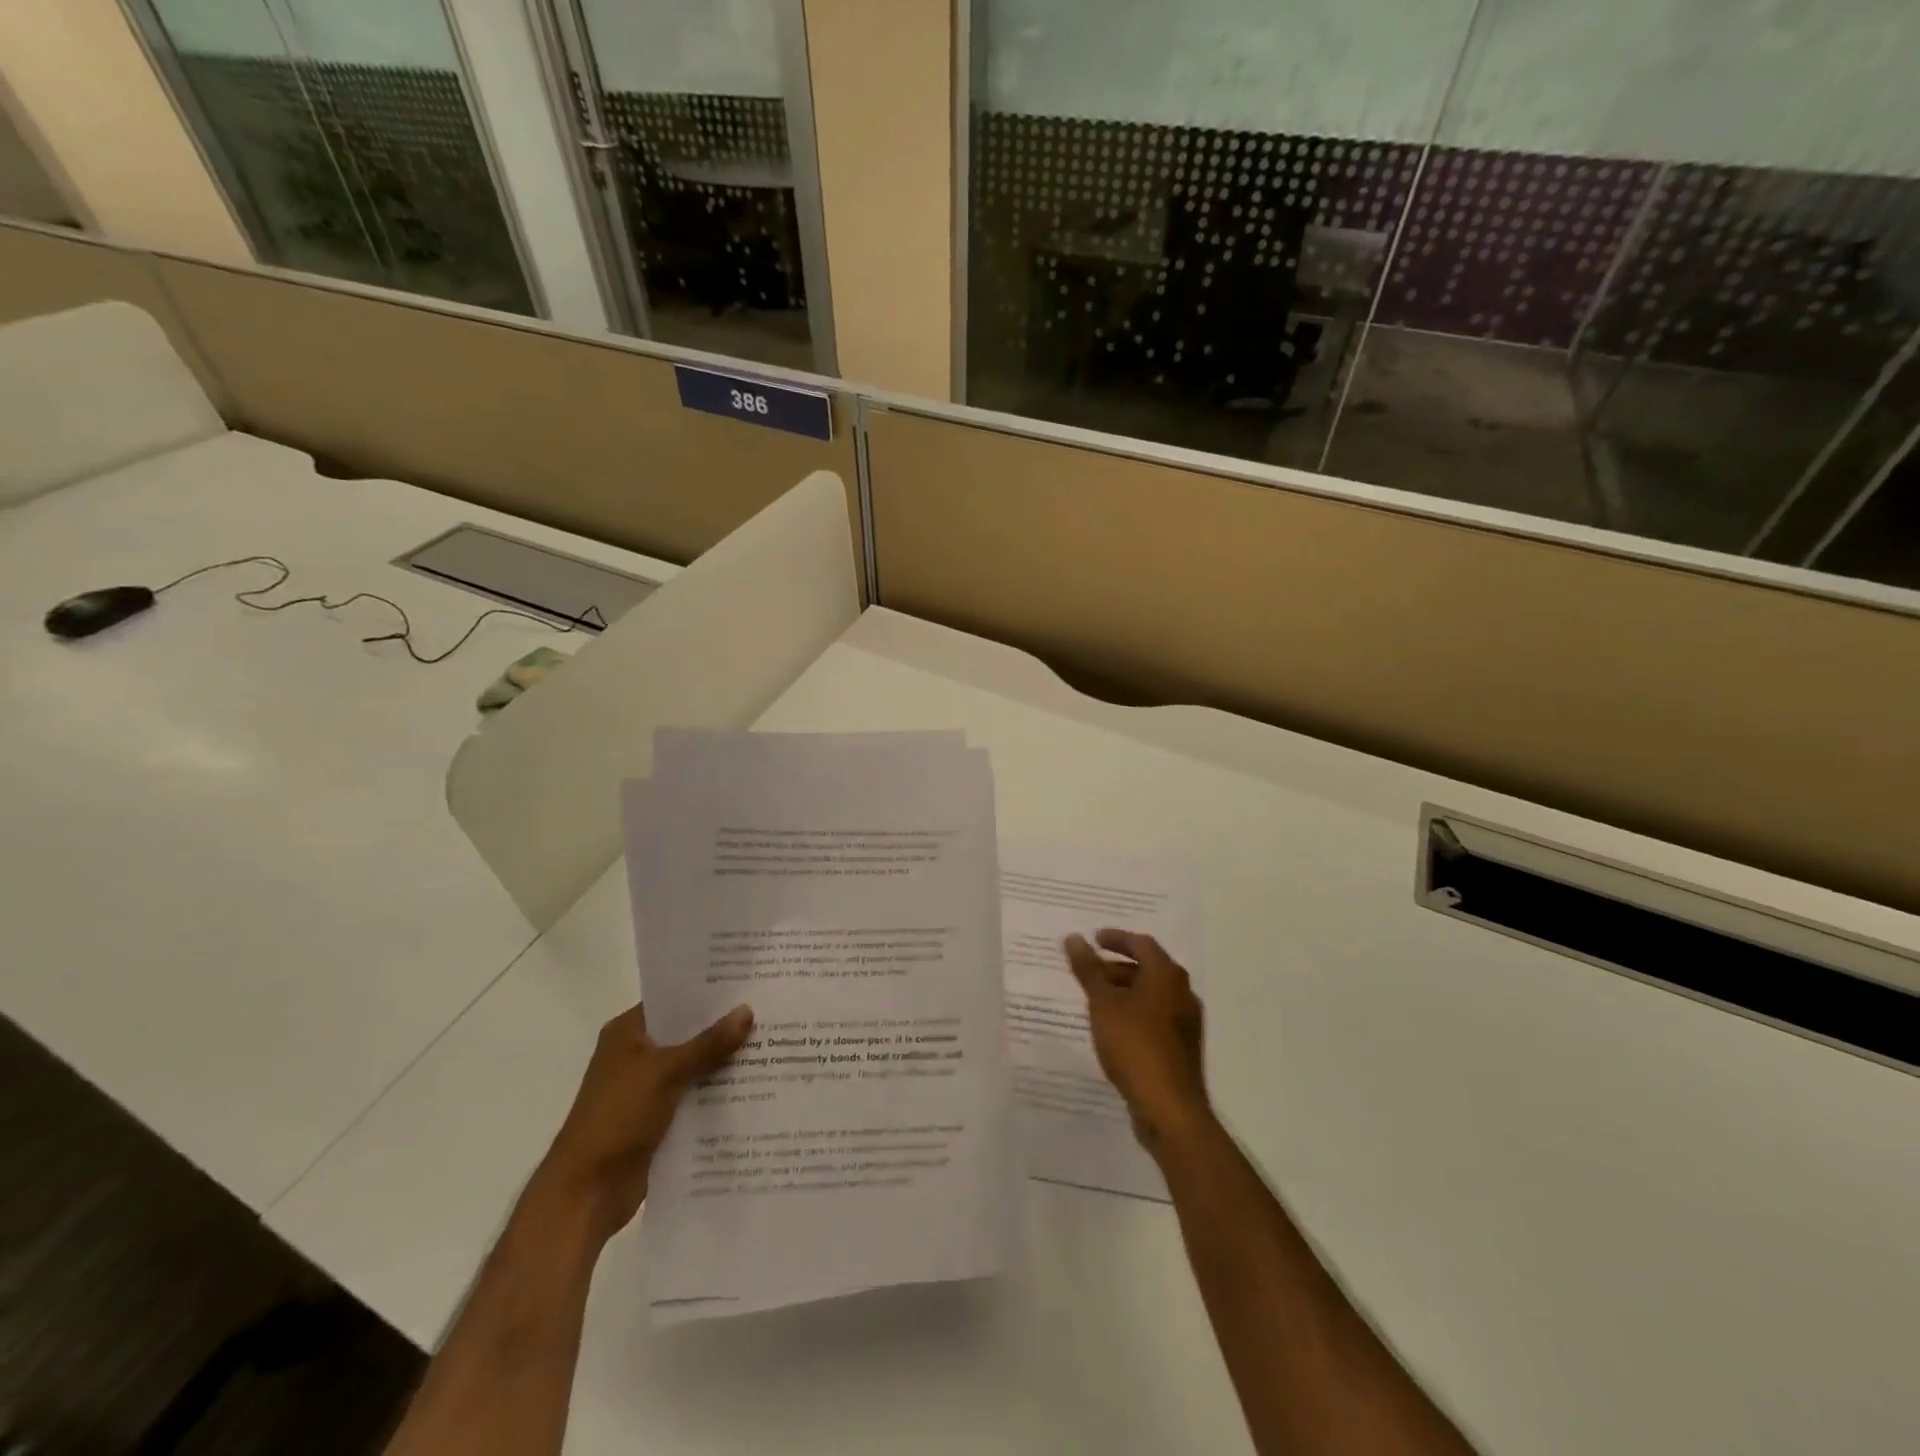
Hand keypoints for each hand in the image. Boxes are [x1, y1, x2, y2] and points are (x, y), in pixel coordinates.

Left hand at [536, 1000, 752, 1238]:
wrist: (586, 1192)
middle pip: (687, 1032)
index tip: (747, 982)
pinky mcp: (659, 1118)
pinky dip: (717, 1092)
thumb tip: (747, 1010)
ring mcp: (647, 1088)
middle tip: (768, 1010)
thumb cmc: (617, 1118)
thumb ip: (708, 1043)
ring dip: (724, 1061)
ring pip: (694, 1065)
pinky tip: (754, 1085)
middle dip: (723, 1027)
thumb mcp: (665, 1072)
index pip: (673, 1000)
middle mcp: (637, 1054)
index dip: (707, 992)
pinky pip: (694, 1095)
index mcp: (628, 1033)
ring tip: (771, 1044)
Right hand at [1063, 930, 1210, 1151]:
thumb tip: (1074, 938)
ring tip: (1096, 1000)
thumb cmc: (1134, 1045)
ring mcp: (1185, 1022)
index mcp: (1167, 975)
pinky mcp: (1182, 1048)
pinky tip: (1114, 1028)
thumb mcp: (1103, 1003)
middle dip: (1118, 966)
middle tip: (1090, 971)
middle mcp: (1182, 993)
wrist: (1169, 1108)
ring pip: (1152, 995)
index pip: (1142, 944)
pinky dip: (1134, 1012)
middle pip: (1148, 969)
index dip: (1116, 938)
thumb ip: (1088, 969)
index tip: (1094, 939)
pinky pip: (1155, 1017)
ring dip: (1125, 991)